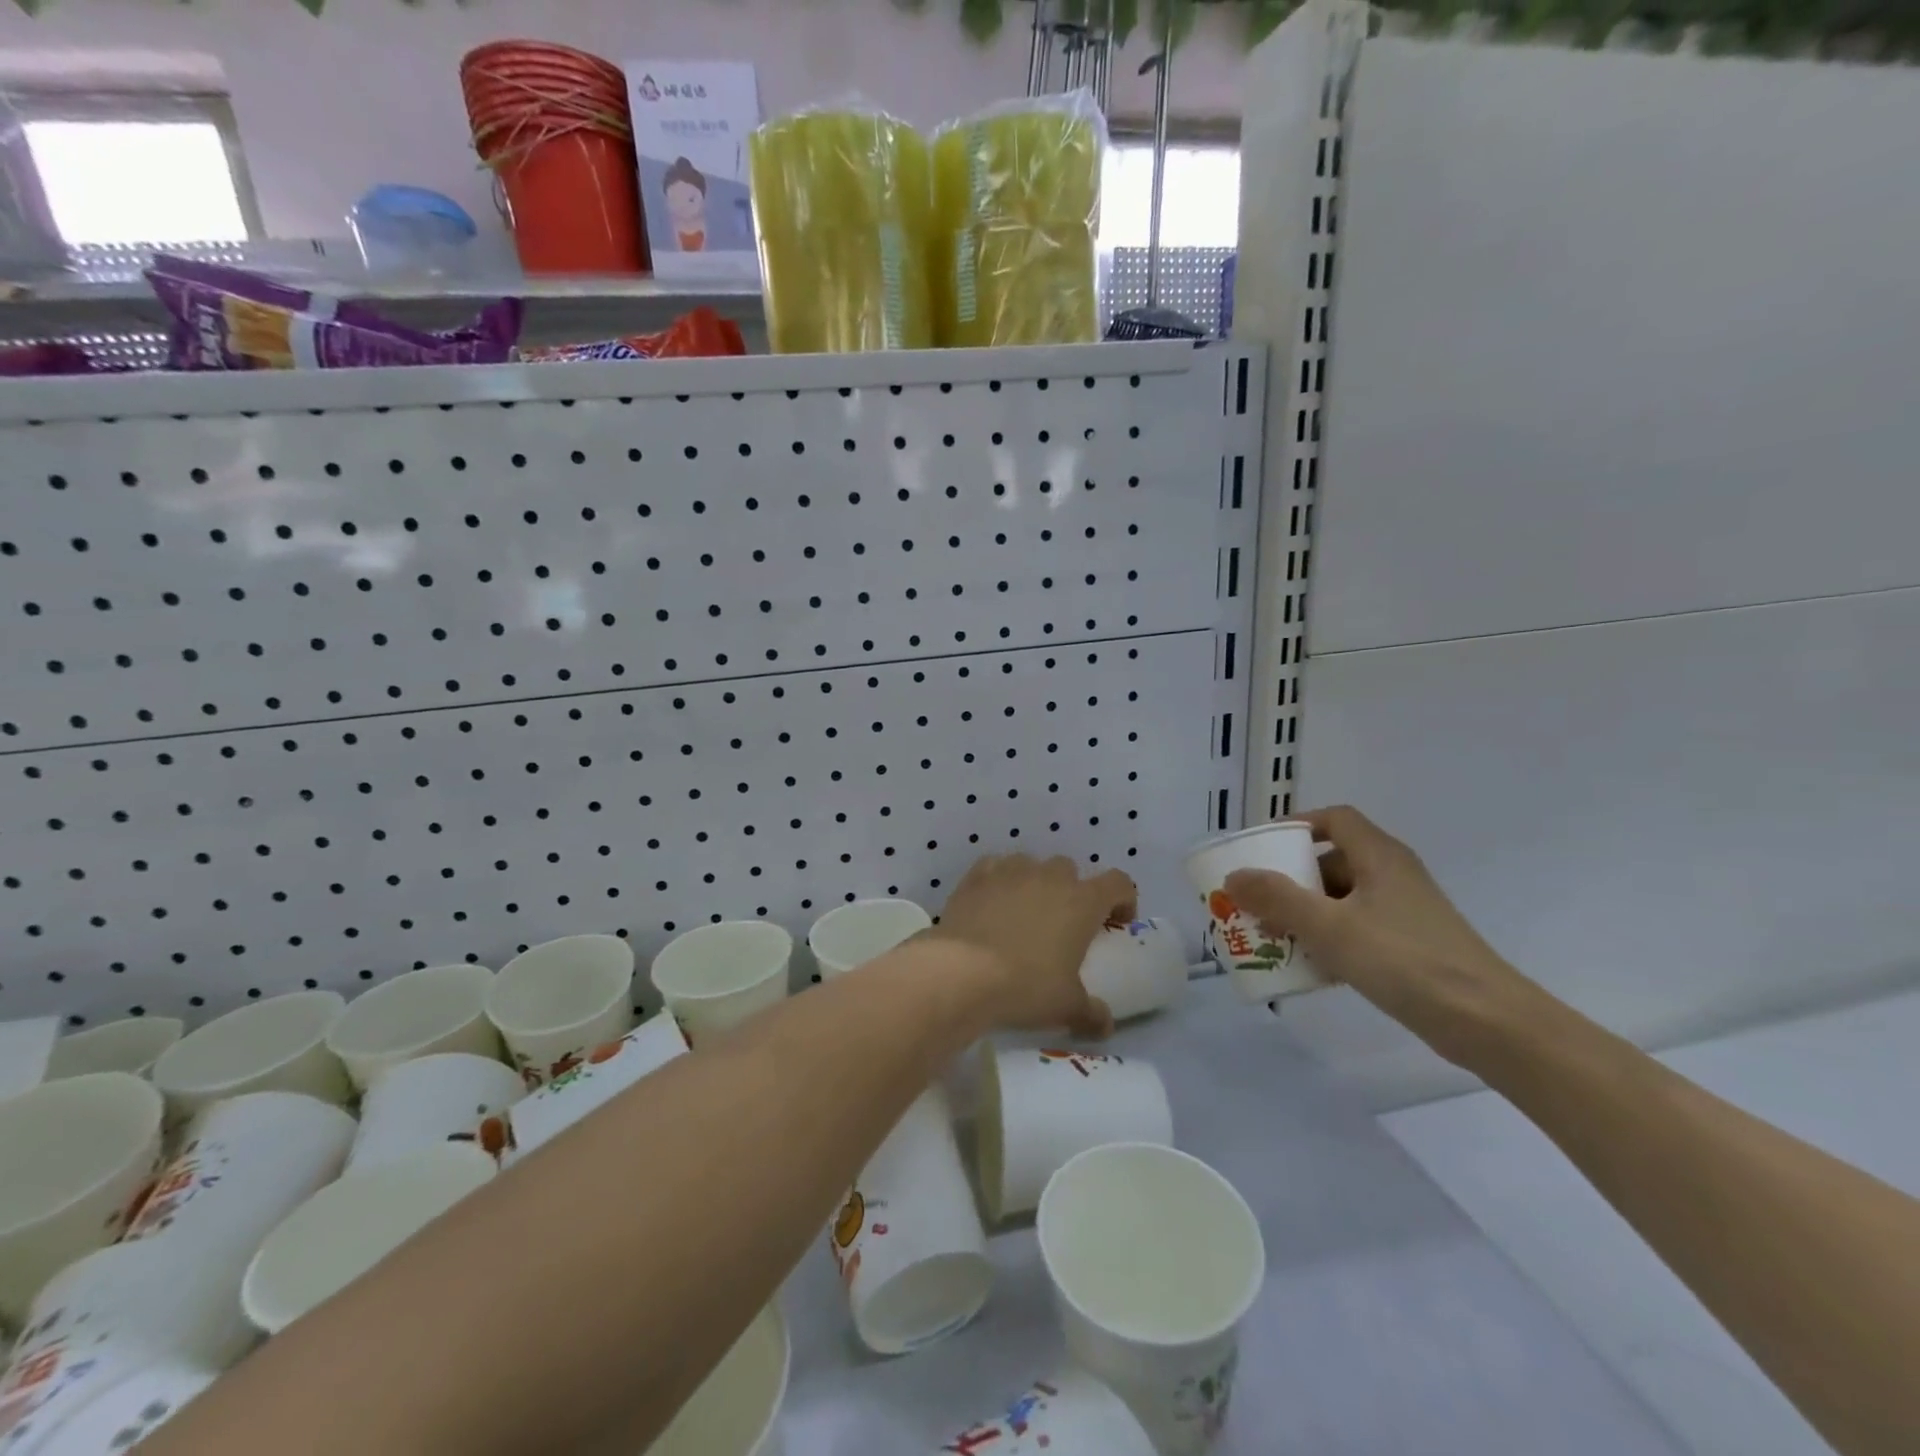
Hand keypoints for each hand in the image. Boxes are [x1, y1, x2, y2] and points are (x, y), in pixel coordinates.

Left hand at [929, 854, 1135, 1038]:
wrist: (961, 971)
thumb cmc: (1026, 986)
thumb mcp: (1067, 1007)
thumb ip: (1092, 1013)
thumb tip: (1105, 1024)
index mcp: (1082, 901)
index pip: (1119, 883)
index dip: (1124, 899)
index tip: (1117, 922)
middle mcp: (1049, 876)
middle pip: (1070, 870)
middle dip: (1072, 891)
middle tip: (1064, 924)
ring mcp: (1010, 871)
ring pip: (1031, 864)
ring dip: (1034, 883)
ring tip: (1024, 913)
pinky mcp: (976, 876)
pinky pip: (995, 868)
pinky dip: (998, 881)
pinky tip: (991, 905)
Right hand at [1223, 806, 1528, 1061]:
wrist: (1487, 1022)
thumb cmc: (1405, 961)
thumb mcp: (1330, 927)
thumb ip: (1278, 899)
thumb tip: (1235, 876)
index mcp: (1379, 856)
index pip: (1335, 819)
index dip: (1297, 825)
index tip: (1263, 847)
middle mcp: (1393, 875)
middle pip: (1333, 860)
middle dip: (1291, 876)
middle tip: (1258, 897)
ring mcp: (1404, 912)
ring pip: (1343, 898)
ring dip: (1306, 911)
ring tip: (1272, 933)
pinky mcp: (1410, 945)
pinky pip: (1357, 927)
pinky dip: (1329, 937)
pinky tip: (1309, 965)